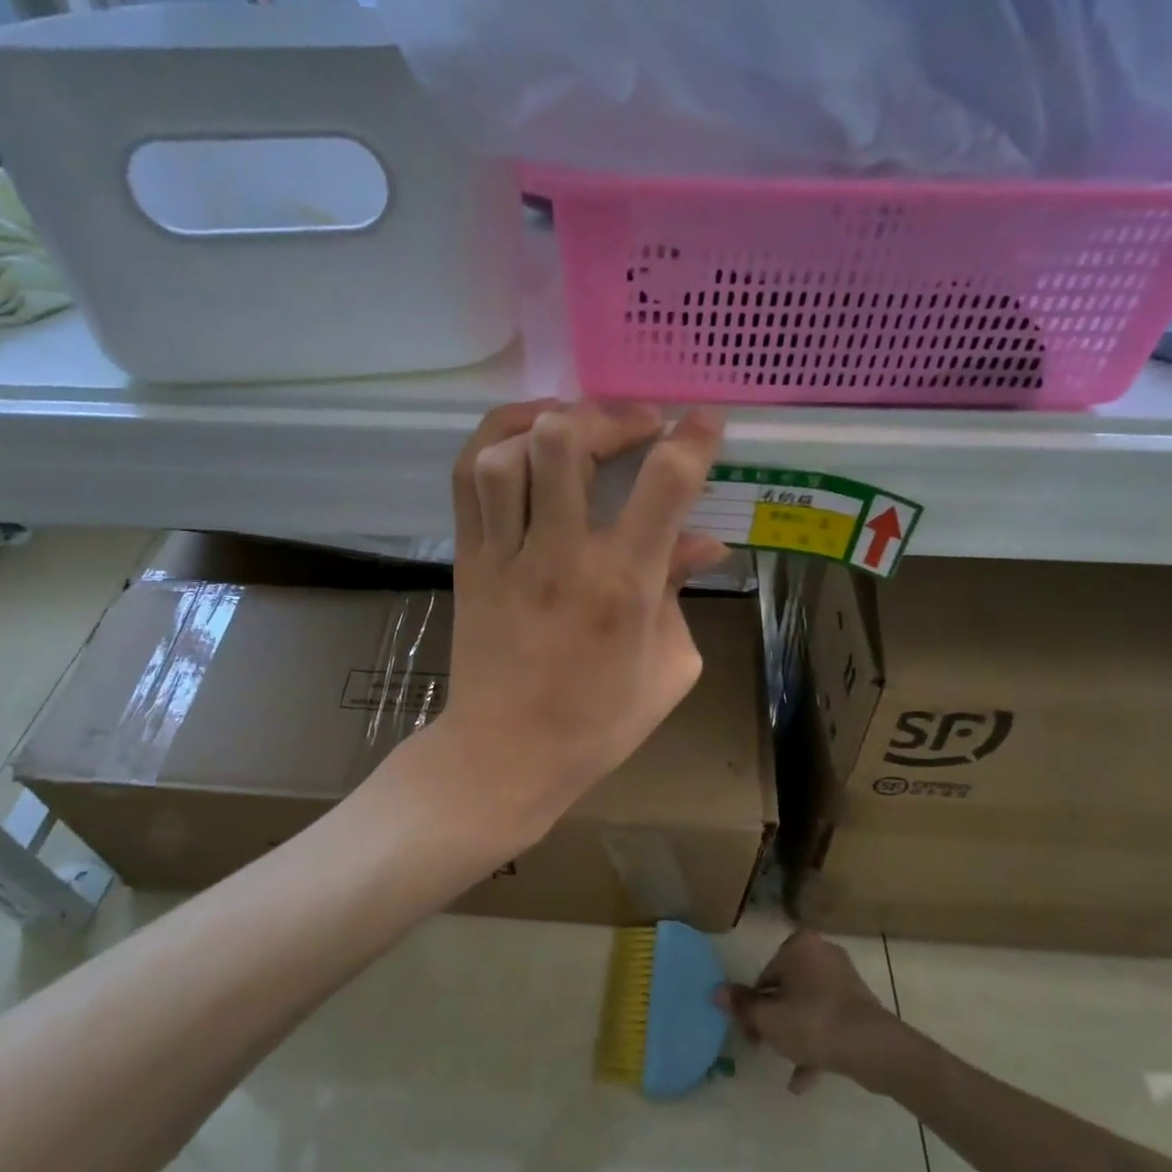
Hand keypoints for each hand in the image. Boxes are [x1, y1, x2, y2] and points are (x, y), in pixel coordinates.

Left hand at [432, 400, 726, 846]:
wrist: (505, 754)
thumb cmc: (598, 723)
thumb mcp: (668, 668)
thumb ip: (682, 595)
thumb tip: (702, 543)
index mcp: (623, 586)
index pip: (664, 484)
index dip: (692, 439)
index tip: (703, 421)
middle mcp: (560, 556)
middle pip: (567, 443)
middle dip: (610, 417)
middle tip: (635, 429)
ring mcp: (504, 554)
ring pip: (510, 453)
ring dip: (549, 422)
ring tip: (576, 427)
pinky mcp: (468, 558)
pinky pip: (468, 479)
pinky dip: (494, 439)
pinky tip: (524, 436)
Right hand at [716, 931, 900, 1093]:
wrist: (873, 1049)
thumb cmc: (814, 1023)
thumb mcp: (769, 1018)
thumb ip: (741, 1005)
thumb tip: (715, 991)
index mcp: (800, 945)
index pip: (766, 974)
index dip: (754, 1005)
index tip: (750, 1031)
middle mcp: (822, 953)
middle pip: (787, 988)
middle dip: (775, 1019)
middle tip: (764, 1046)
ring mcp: (844, 980)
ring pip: (807, 1006)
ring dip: (794, 1033)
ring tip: (783, 1061)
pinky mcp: (859, 1006)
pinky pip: (828, 1021)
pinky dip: (816, 1043)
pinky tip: (802, 1079)